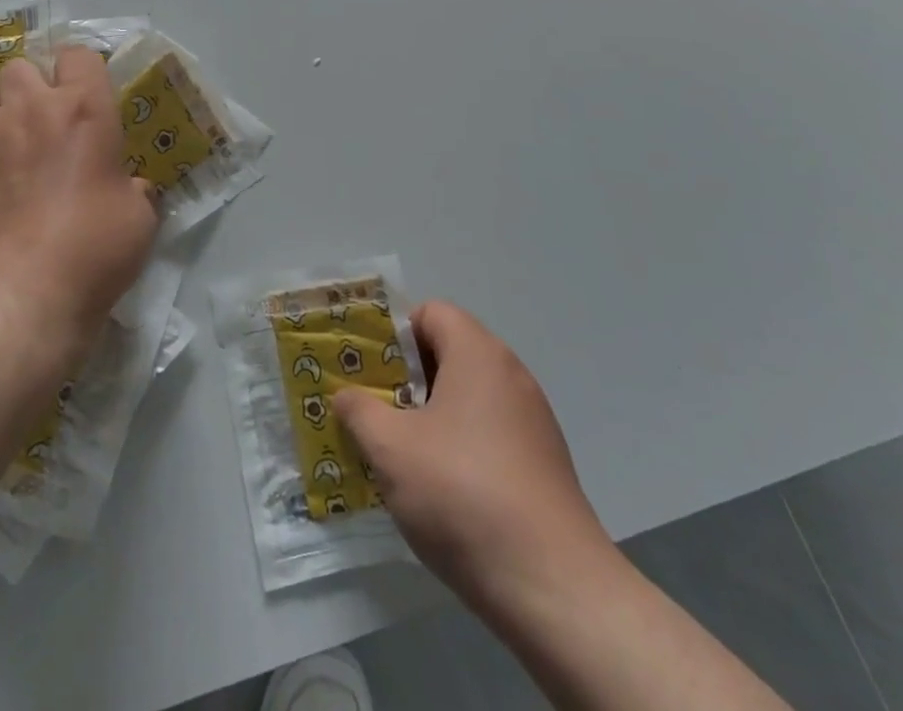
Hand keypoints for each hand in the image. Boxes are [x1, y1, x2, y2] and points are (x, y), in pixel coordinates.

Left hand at [0, 48, 157, 343]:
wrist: (16, 293)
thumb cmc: (90, 250)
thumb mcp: (139, 219)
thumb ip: (137, 190)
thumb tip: (133, 187)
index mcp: (84, 109)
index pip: (78, 54)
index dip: (81, 71)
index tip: (86, 97)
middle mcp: (31, 106)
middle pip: (23, 66)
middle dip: (33, 87)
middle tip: (44, 123)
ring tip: (5, 142)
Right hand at [334, 301, 619, 632]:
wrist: (555, 590)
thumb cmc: (463, 495)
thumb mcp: (390, 448)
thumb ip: (359, 410)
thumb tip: (346, 396)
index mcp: (478, 353)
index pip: (430, 313)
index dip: (394, 334)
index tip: (368, 371)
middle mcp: (511, 375)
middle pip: (448, 354)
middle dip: (406, 378)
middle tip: (373, 410)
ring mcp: (533, 422)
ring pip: (467, 398)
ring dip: (430, 416)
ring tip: (398, 454)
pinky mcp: (544, 465)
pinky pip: (489, 434)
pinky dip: (460, 446)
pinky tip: (440, 490)